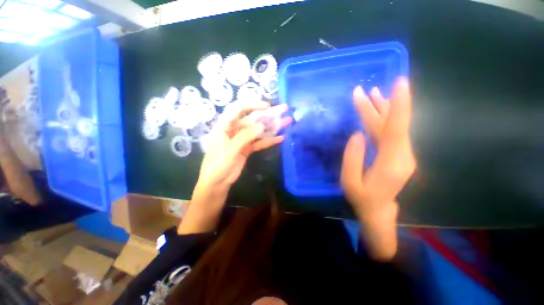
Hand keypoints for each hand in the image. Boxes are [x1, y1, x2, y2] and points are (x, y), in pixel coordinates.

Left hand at [197, 101, 291, 190]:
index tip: (267, 106)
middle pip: (252, 119)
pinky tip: (281, 138)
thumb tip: (261, 126)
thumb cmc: (217, 164)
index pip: (237, 109)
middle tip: (284, 109)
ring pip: (258, 130)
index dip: (252, 104)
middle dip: (268, 114)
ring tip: (287, 121)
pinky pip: (260, 142)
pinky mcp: (248, 148)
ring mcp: (243, 139)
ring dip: (272, 127)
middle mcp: (234, 129)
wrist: (217, 182)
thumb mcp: (229, 150)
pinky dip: (269, 141)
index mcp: (225, 125)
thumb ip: (245, 137)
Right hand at [341, 77, 415, 218]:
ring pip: (392, 126)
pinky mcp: (398, 153)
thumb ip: (353, 158)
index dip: (398, 106)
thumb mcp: (350, 181)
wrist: (379, 210)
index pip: (396, 129)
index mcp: (391, 162)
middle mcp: (403, 154)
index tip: (400, 83)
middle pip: (390, 124)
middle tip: (362, 90)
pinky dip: (383, 119)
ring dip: (382, 108)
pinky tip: (377, 110)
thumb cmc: (362, 198)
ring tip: (372, 92)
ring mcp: (402, 153)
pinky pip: (391, 132)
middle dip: (377, 105)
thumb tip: (357, 134)